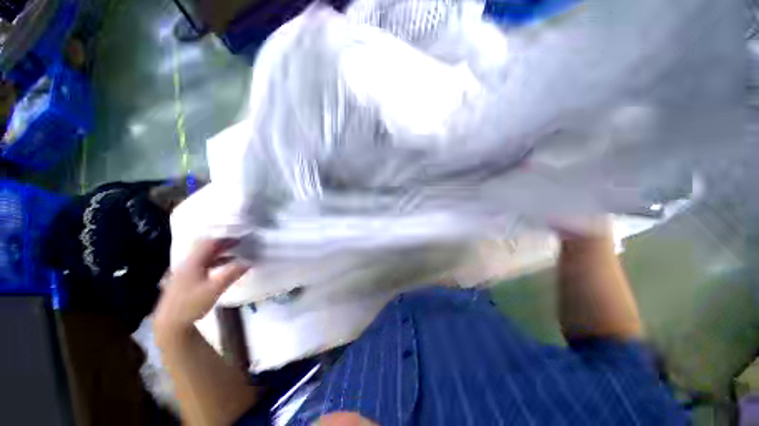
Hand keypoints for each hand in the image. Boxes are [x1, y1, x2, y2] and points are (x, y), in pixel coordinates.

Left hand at [154, 239, 249, 339]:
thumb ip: (232, 274)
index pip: (209, 244)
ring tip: (233, 256)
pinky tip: (221, 269)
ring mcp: (184, 272)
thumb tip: (249, 263)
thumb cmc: (192, 304)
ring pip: (203, 257)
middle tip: (238, 245)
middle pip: (205, 249)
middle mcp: (187, 264)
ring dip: (219, 254)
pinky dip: (213, 263)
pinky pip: (201, 265)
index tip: (239, 240)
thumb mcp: (215, 289)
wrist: (170, 323)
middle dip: (222, 245)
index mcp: (193, 263)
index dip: (225, 240)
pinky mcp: (184, 280)